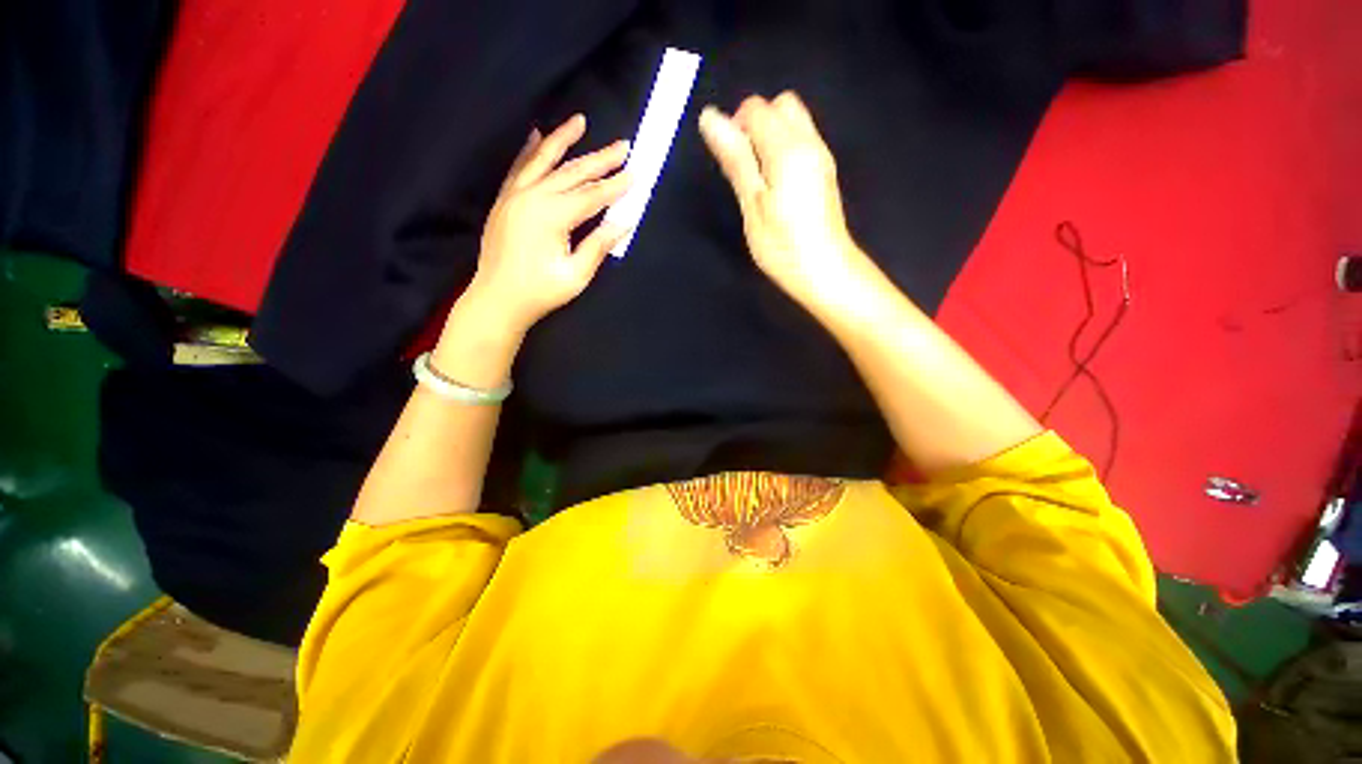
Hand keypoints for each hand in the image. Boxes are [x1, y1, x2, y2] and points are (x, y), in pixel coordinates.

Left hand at [467, 114, 631, 334]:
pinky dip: (530, 151)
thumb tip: (623, 222)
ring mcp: (514, 195)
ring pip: (543, 160)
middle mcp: (532, 197)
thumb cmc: (539, 292)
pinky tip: (537, 135)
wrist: (497, 299)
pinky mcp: (504, 200)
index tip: (635, 175)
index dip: (615, 187)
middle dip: (600, 160)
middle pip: (572, 172)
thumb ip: (598, 245)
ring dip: (564, 140)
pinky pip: (519, 168)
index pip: (592, 196)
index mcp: (551, 216)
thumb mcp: (575, 275)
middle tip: (623, 146)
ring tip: (580, 121)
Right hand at [698, 92, 871, 310]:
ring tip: (759, 181)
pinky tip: (777, 186)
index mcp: (788, 149)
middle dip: (756, 124)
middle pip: (780, 105)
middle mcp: (810, 142)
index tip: (730, 164)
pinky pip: (802, 141)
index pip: (756, 108)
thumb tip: (710, 118)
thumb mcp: (752, 205)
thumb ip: (735, 159)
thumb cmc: (783, 247)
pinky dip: (784, 150)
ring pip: (793, 122)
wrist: (826, 272)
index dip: (735, 127)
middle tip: (745, 168)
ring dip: (770, 137)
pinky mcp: (825, 172)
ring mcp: (822, 156)